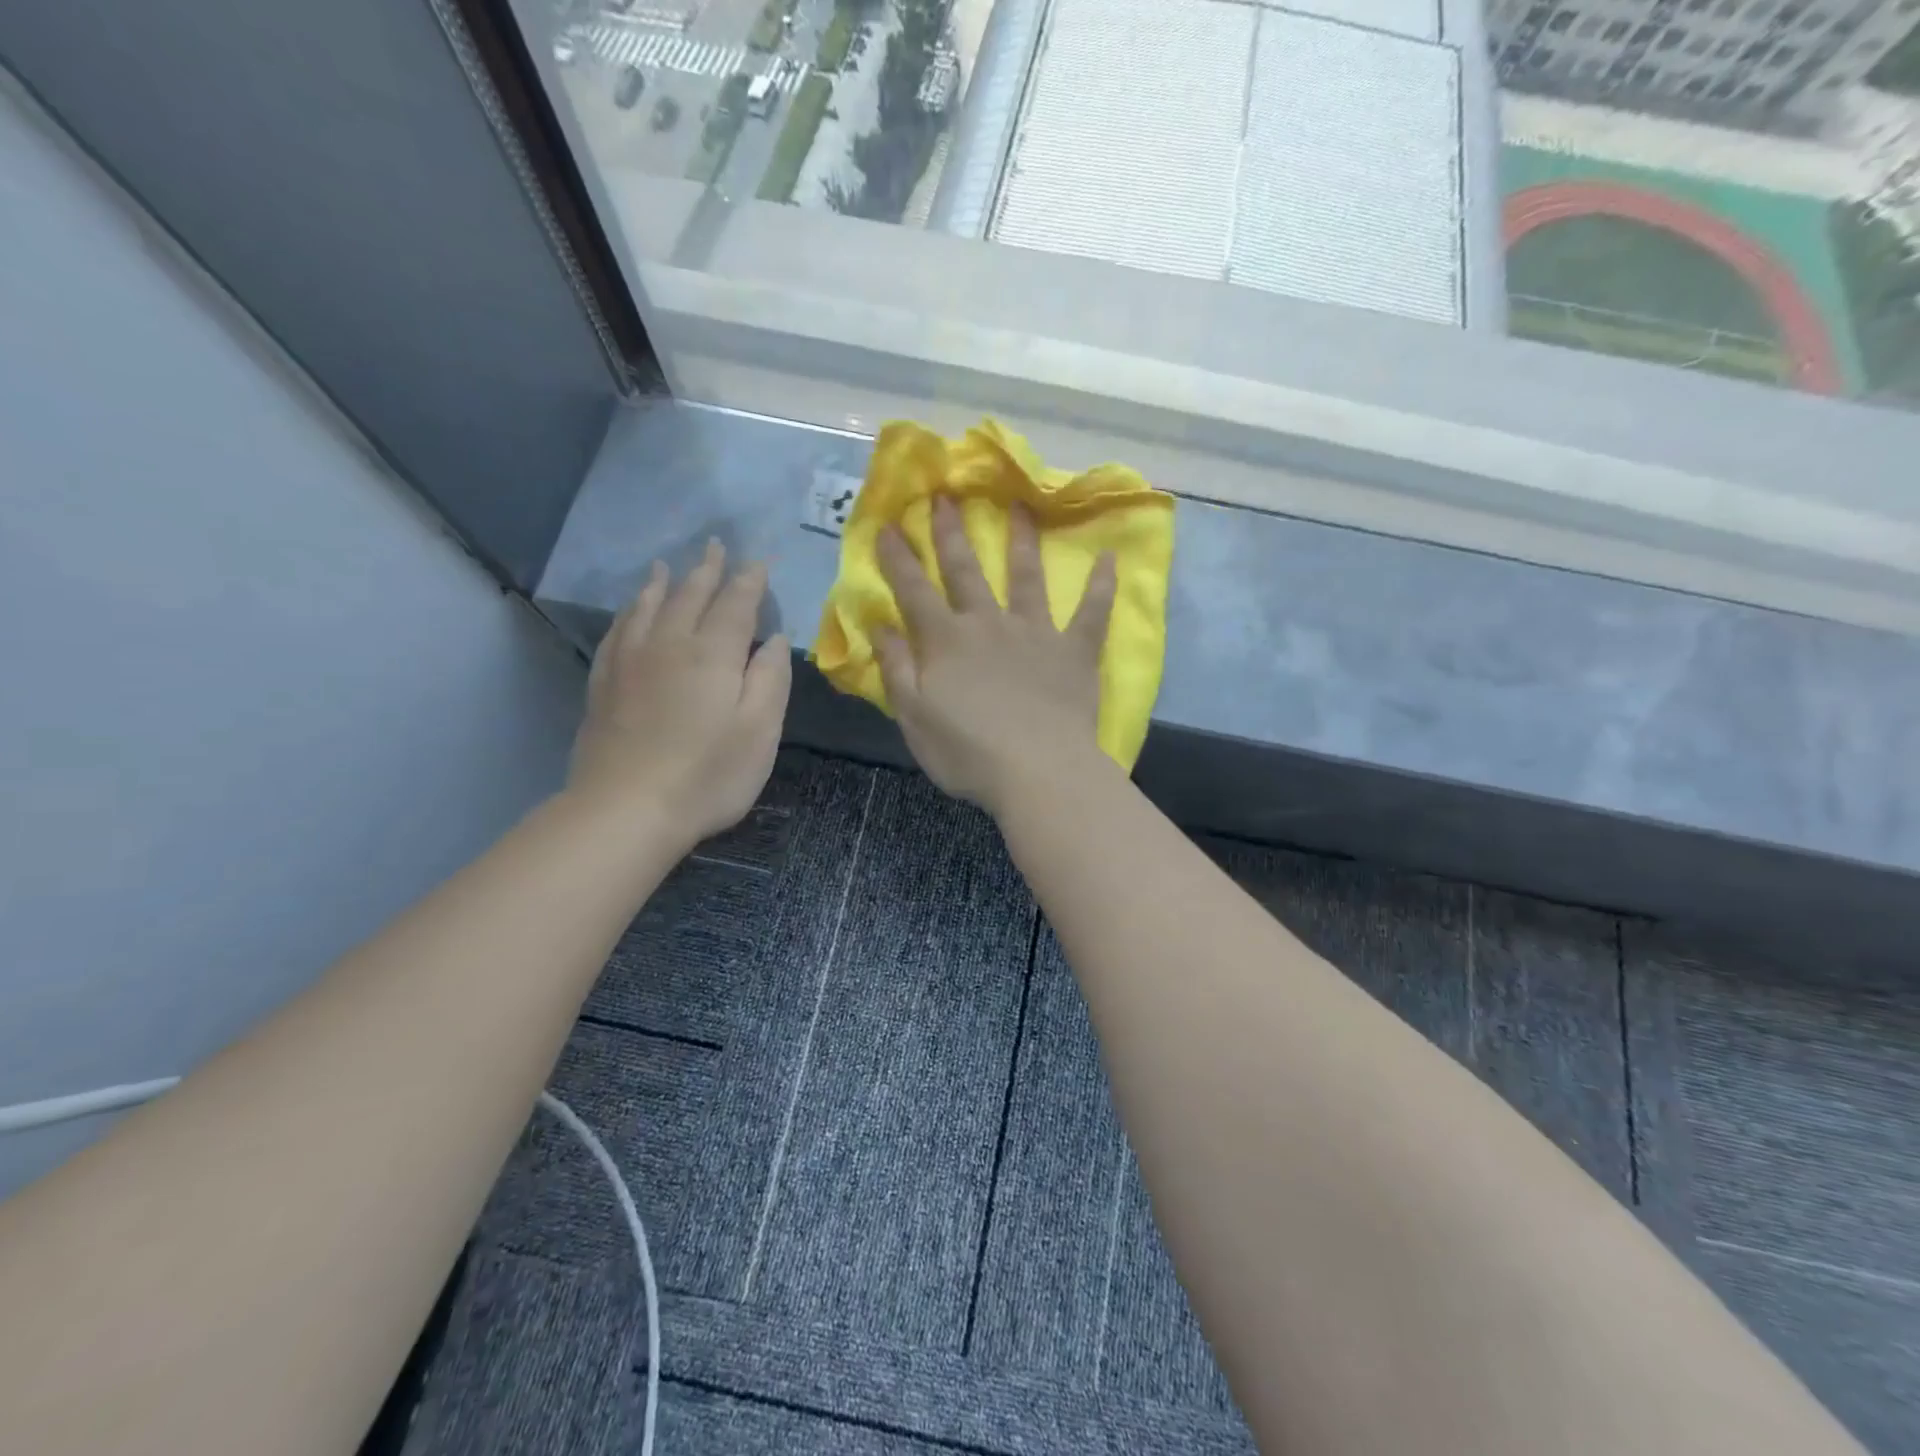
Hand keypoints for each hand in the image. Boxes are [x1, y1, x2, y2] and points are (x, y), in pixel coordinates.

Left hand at [570, 540, 790, 847]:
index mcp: (713, 653)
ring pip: (648, 607)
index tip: (759, 561)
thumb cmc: (708, 775)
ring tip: (668, 565)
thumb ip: (770, 679)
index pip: (736, 604)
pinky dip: (630, 612)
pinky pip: (618, 631)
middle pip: (690, 595)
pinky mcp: (604, 683)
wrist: (626, 809)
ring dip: (664, 582)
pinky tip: (632, 611)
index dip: (750, 581)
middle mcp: (669, 644)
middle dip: (707, 569)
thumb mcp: (760, 731)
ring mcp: (630, 661)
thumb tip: (773, 639)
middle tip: (715, 545)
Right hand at [875, 497, 1116, 816]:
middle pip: (966, 571)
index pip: (914, 591)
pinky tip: (1110, 558)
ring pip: (1026, 577)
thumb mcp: (915, 717)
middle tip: (946, 495)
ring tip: (1021, 506)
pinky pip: (1092, 612)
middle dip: (951, 533)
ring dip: (1021, 541)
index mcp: (946, 641)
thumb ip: (897, 669)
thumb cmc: (968, 753)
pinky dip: (1102, 585)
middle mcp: (989, 624)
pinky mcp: (1074, 651)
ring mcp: (1035, 633)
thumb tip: (880, 626)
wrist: (1037, 772)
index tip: (887, 525)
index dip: (898, 558)